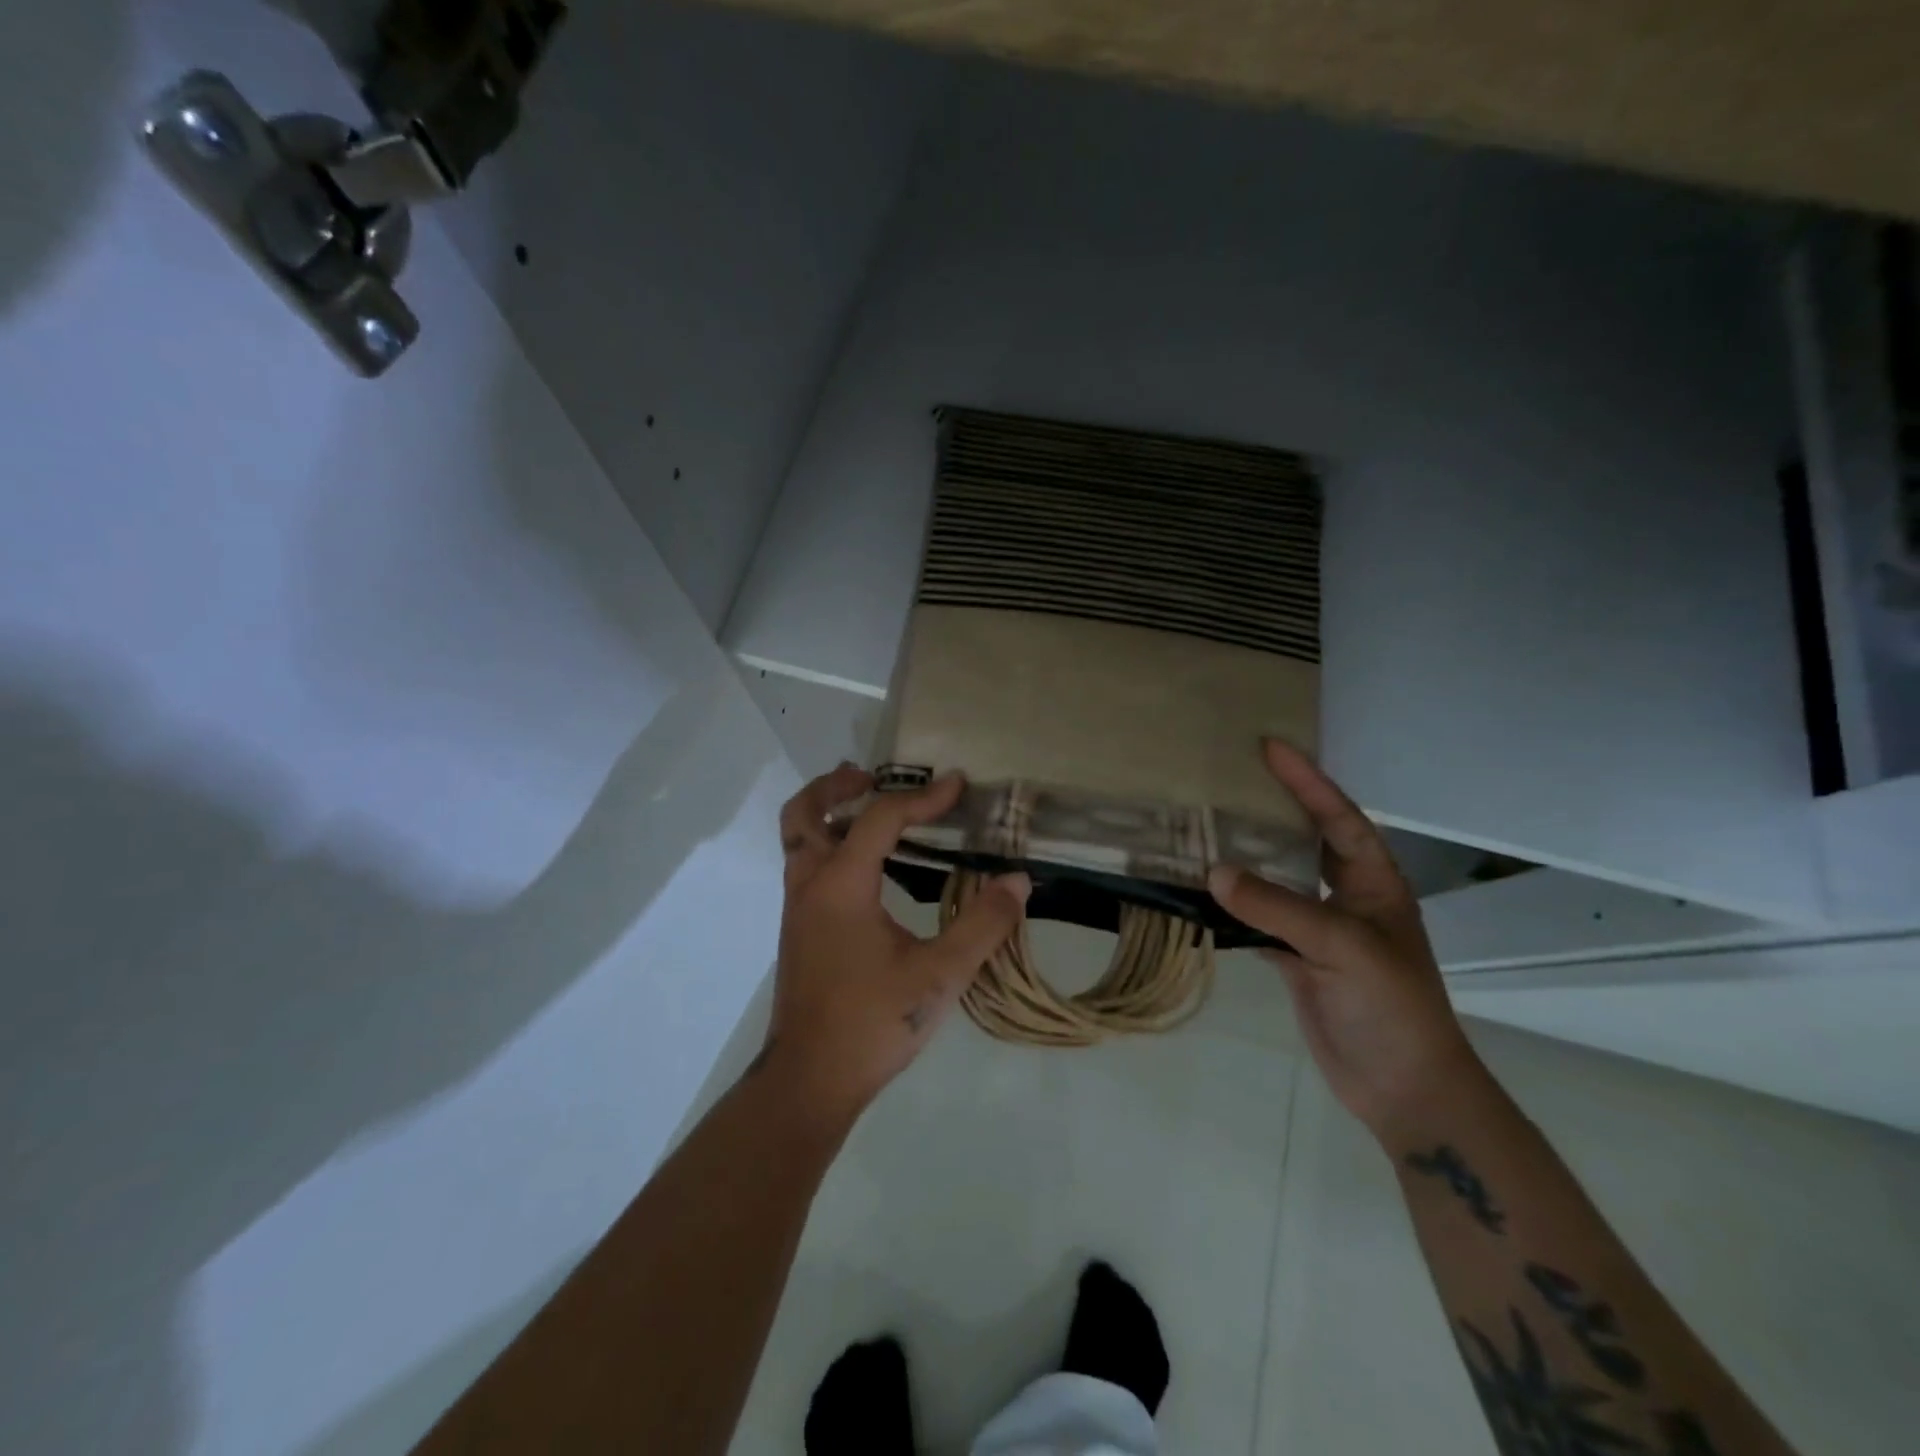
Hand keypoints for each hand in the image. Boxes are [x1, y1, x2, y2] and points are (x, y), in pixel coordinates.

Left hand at [759, 764, 1030, 1125]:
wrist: (810, 1081)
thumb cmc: (872, 1024)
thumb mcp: (939, 976)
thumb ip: (982, 925)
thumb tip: (1017, 881)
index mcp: (841, 886)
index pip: (879, 819)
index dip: (922, 798)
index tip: (958, 785)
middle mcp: (810, 886)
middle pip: (805, 812)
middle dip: (836, 784)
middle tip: (872, 775)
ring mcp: (798, 909)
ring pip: (799, 839)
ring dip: (828, 812)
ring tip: (867, 805)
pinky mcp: (800, 930)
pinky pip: (807, 865)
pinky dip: (830, 844)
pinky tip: (869, 867)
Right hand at [1208, 739, 1484, 1140]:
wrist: (1402, 1087)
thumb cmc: (1391, 1006)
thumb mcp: (1342, 947)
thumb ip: (1278, 907)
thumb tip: (1213, 872)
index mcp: (1374, 883)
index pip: (1339, 818)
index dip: (1308, 781)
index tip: (1270, 748)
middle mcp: (1346, 899)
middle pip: (1306, 840)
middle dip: (1275, 808)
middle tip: (1230, 779)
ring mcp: (1319, 930)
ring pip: (1278, 881)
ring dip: (1247, 857)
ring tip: (1206, 827)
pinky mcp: (1296, 959)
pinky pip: (1257, 919)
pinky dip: (1231, 905)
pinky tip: (1201, 892)